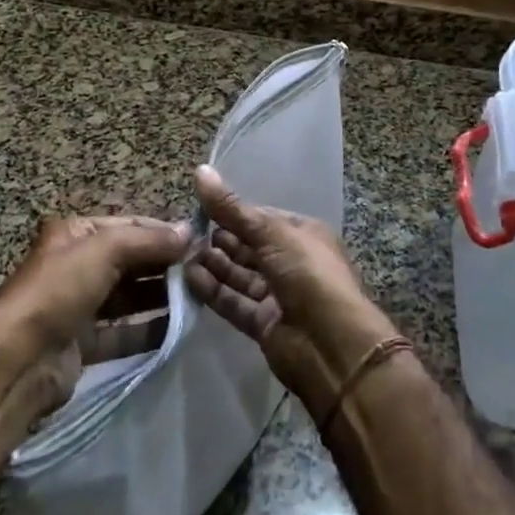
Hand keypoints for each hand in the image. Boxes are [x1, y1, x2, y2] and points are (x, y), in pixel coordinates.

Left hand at [0, 214, 189, 412]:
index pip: (130, 225)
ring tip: (199, 299)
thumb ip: (148, 240)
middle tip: (205, 272)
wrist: (15, 361)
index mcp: (76, 233)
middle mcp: (77, 265)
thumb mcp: (104, 250)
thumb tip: (189, 232)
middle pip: (131, 260)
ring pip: (129, 296)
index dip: (164, 232)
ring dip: (161, 297)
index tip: (201, 241)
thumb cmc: (58, 290)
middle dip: (165, 265)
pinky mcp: (83, 343)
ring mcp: (79, 306)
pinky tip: (178, 330)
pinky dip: (149, 330)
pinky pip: (124, 332)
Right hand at [185, 165, 398, 422]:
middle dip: (219, 239)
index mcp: (302, 234)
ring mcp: (278, 294)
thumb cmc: (308, 273)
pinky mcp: (264, 323)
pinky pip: (234, 301)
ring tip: (183, 255)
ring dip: (213, 264)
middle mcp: (291, 262)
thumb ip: (232, 208)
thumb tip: (201, 171)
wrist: (332, 344)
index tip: (199, 208)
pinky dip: (214, 291)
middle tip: (186, 233)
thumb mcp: (271, 232)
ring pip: (239, 274)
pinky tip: (189, 278)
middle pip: (248, 247)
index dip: (232, 213)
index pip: (261, 218)